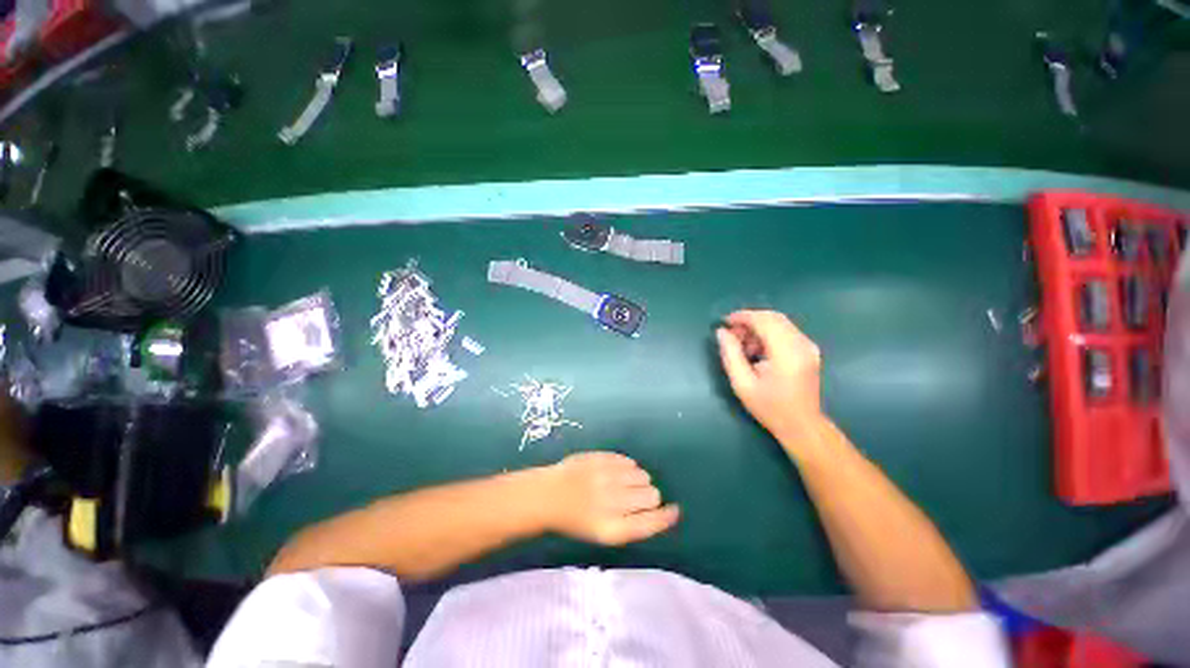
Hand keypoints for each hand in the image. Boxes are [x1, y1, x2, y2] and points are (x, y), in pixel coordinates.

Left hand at [541, 452, 679, 545]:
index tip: (674, 510)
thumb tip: (660, 508)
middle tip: (634, 497)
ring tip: (623, 483)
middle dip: (650, 496)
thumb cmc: (576, 520)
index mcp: (613, 529)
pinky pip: (629, 461)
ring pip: (643, 475)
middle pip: (652, 495)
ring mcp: (607, 477)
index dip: (667, 516)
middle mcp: (613, 502)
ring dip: (639, 480)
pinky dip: (627, 467)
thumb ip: (633, 523)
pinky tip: (616, 472)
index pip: (652, 522)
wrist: (548, 495)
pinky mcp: (601, 459)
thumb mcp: (604, 533)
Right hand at [716, 310, 824, 445]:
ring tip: (742, 344)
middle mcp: (801, 344)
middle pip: (773, 317)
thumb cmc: (769, 407)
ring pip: (780, 322)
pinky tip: (757, 349)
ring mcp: (808, 346)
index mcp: (786, 352)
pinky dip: (768, 333)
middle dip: (749, 320)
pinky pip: (786, 331)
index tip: (725, 322)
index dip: (743, 317)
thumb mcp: (742, 383)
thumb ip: (730, 354)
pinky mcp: (809, 350)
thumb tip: (722, 332)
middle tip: (731, 334)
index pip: (764, 321)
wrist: (802, 425)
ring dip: (758, 327)